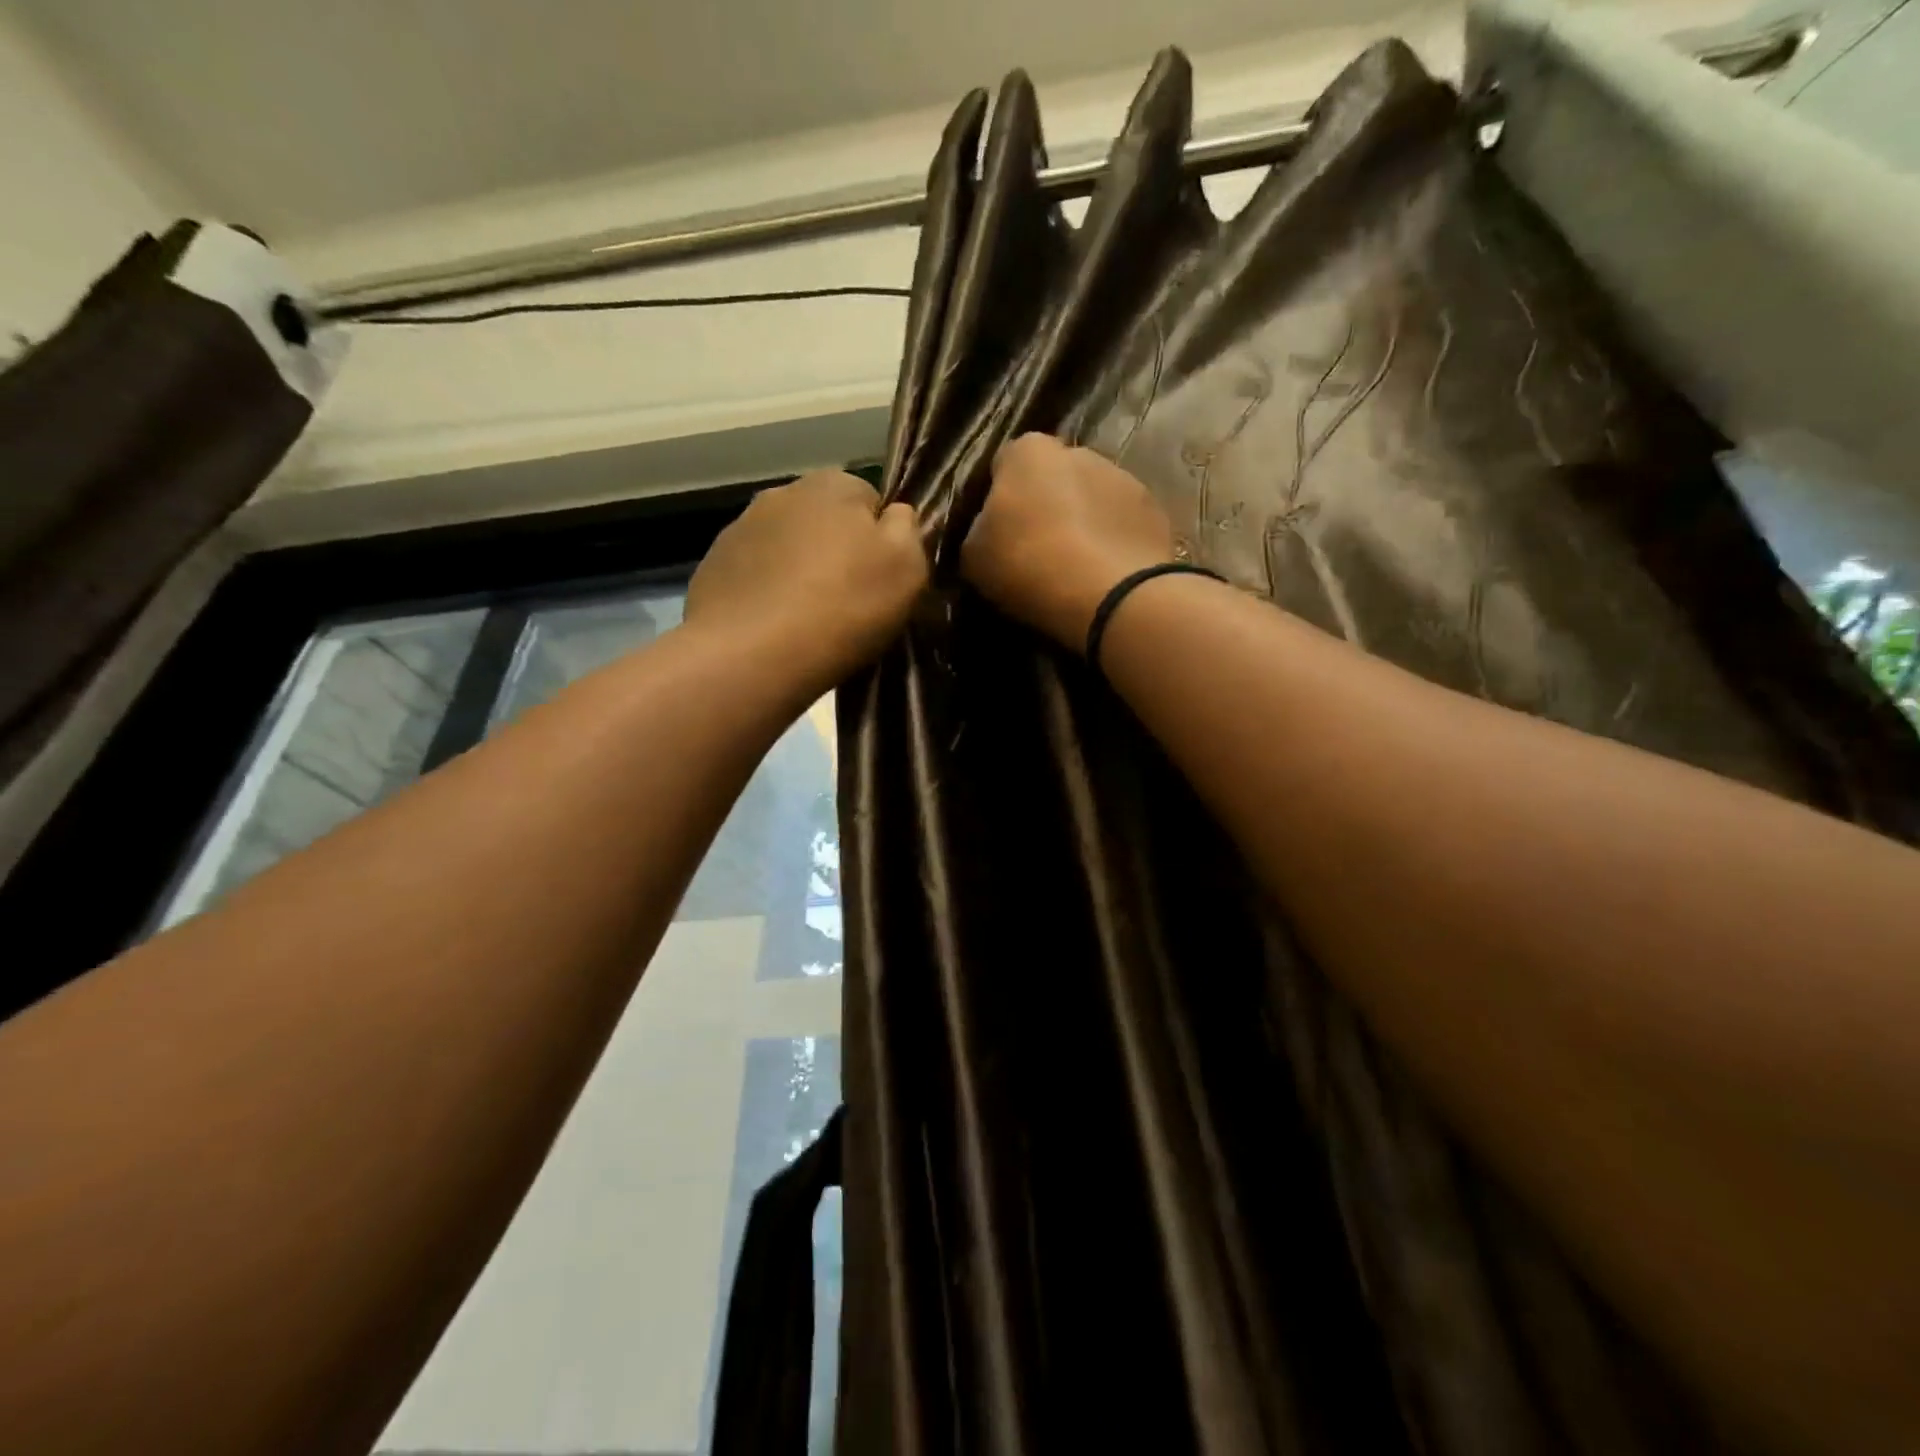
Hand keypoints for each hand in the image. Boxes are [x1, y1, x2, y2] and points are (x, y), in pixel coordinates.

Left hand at [686, 471, 926, 685]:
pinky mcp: (713, 566)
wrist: (753, 654)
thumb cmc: (844, 606)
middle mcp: (782, 493)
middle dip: (837, 552)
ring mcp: (740, 528)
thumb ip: (908, 529)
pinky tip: (774, 627)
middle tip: (849, 602)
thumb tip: (894, 515)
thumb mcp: (907, 566)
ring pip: (787, 547)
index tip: (882, 580)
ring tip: (808, 619)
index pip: (871, 500)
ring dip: (799, 571)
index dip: (881, 541)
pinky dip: (766, 593)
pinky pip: (754, 575)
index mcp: (834, 484)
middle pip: (825, 521)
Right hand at [961, 434, 1175, 649]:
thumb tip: (991, 530)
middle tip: (1038, 552)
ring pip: (1093, 499)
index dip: (1000, 497)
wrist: (1109, 594)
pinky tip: (1105, 575)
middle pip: (1054, 478)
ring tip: (1077, 569)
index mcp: (1029, 452)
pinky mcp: (1155, 512)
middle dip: (1048, 505)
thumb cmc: (1028, 565)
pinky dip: (1114, 543)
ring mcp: (1124, 478)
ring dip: (1085, 523)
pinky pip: (1123, 525)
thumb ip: (979, 531)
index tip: (1000, 532)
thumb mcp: (974, 556)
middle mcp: (1079, 451)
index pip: (1006, 464)